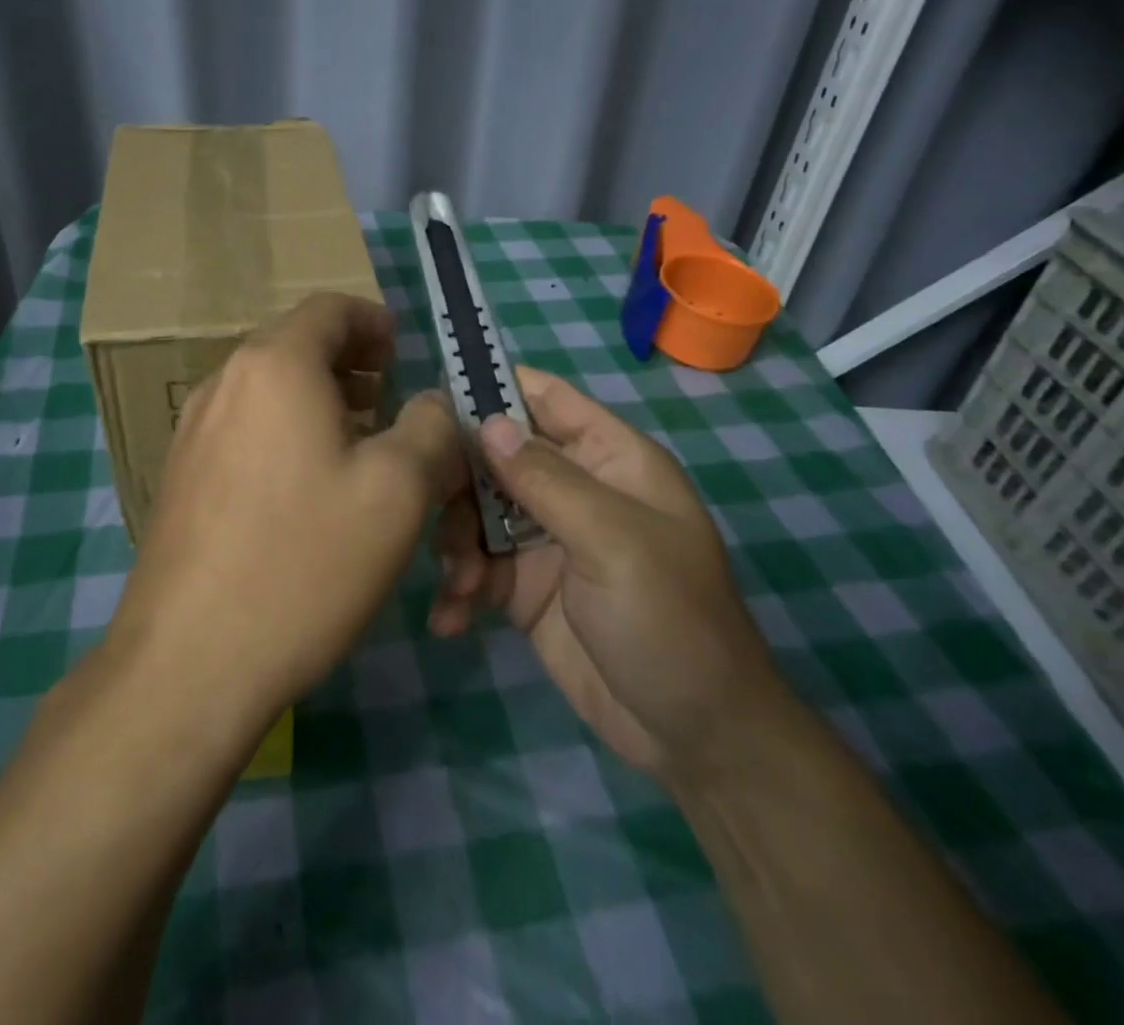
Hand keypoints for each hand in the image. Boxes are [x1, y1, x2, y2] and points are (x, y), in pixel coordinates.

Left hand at [109, 293, 467, 724]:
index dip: (375, 322)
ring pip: (269, 389)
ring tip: (357, 444)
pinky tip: (306, 488)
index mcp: (275, 365)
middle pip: (296, 345)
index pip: (330, 308)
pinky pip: (244, 427)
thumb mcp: (398, 490)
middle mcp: (224, 382)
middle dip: (351, 364)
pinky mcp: (180, 474)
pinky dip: (284, 431)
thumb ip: (431, 427)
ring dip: (318, 399)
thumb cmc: (305, 562)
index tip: (404, 356)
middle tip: (390, 403)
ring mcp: (192, 429)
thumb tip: (433, 403)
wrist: (189, 661)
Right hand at [427, 366, 787, 782]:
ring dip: (455, 542)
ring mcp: (545, 537)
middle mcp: (573, 488)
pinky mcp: (523, 585)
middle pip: (495, 454)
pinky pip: (475, 566)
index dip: (493, 388)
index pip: (544, 398)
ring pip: (476, 510)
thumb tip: (486, 420)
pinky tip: (451, 618)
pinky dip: (458, 586)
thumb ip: (546, 479)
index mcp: (608, 458)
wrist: (694, 736)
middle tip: (428, 507)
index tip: (434, 402)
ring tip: (460, 583)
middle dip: (459, 480)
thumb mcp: (612, 541)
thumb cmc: (669, 620)